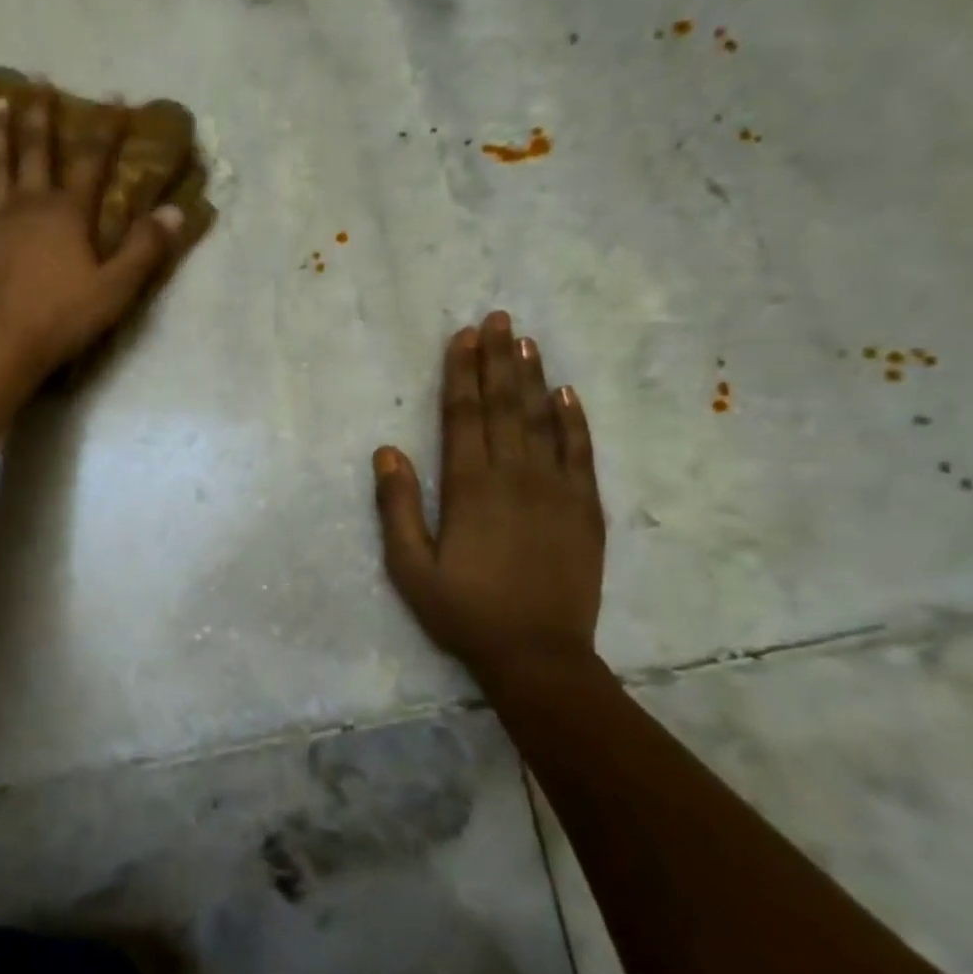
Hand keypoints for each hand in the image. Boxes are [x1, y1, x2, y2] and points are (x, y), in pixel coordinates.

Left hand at [0, 85, 182, 375]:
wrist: (5, 344)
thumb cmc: (64, 317)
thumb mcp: (116, 288)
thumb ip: (145, 248)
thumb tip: (174, 211)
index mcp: (67, 213)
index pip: (92, 162)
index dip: (106, 129)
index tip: (115, 97)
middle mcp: (28, 204)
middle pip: (34, 151)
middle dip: (39, 115)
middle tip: (37, 80)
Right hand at [373, 311, 604, 672]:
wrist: (537, 655)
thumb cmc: (463, 612)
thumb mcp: (409, 567)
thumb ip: (396, 507)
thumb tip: (387, 451)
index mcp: (469, 488)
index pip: (463, 416)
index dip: (461, 373)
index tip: (462, 337)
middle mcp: (515, 476)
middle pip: (504, 406)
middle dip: (498, 360)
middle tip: (498, 318)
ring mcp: (557, 490)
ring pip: (543, 420)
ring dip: (532, 377)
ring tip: (526, 340)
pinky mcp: (586, 509)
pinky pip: (581, 453)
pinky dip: (574, 420)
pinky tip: (566, 393)